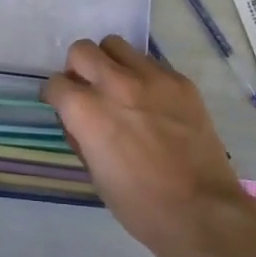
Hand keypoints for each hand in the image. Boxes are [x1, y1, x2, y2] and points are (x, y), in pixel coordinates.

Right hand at [43, 37, 255, 256]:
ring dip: (110, 63)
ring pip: (116, 46)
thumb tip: (77, 119)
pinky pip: (151, 63)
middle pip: (82, 51)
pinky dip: (143, 76)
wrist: (201, 210)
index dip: (55, 97)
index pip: (54, 83)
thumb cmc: (138, 204)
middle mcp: (115, 84)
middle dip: (78, 69)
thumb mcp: (94, 173)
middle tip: (89, 90)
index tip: (62, 106)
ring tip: (121, 89)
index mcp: (87, 111)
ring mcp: (151, 78)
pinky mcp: (180, 81)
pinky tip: (153, 103)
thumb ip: (80, 135)